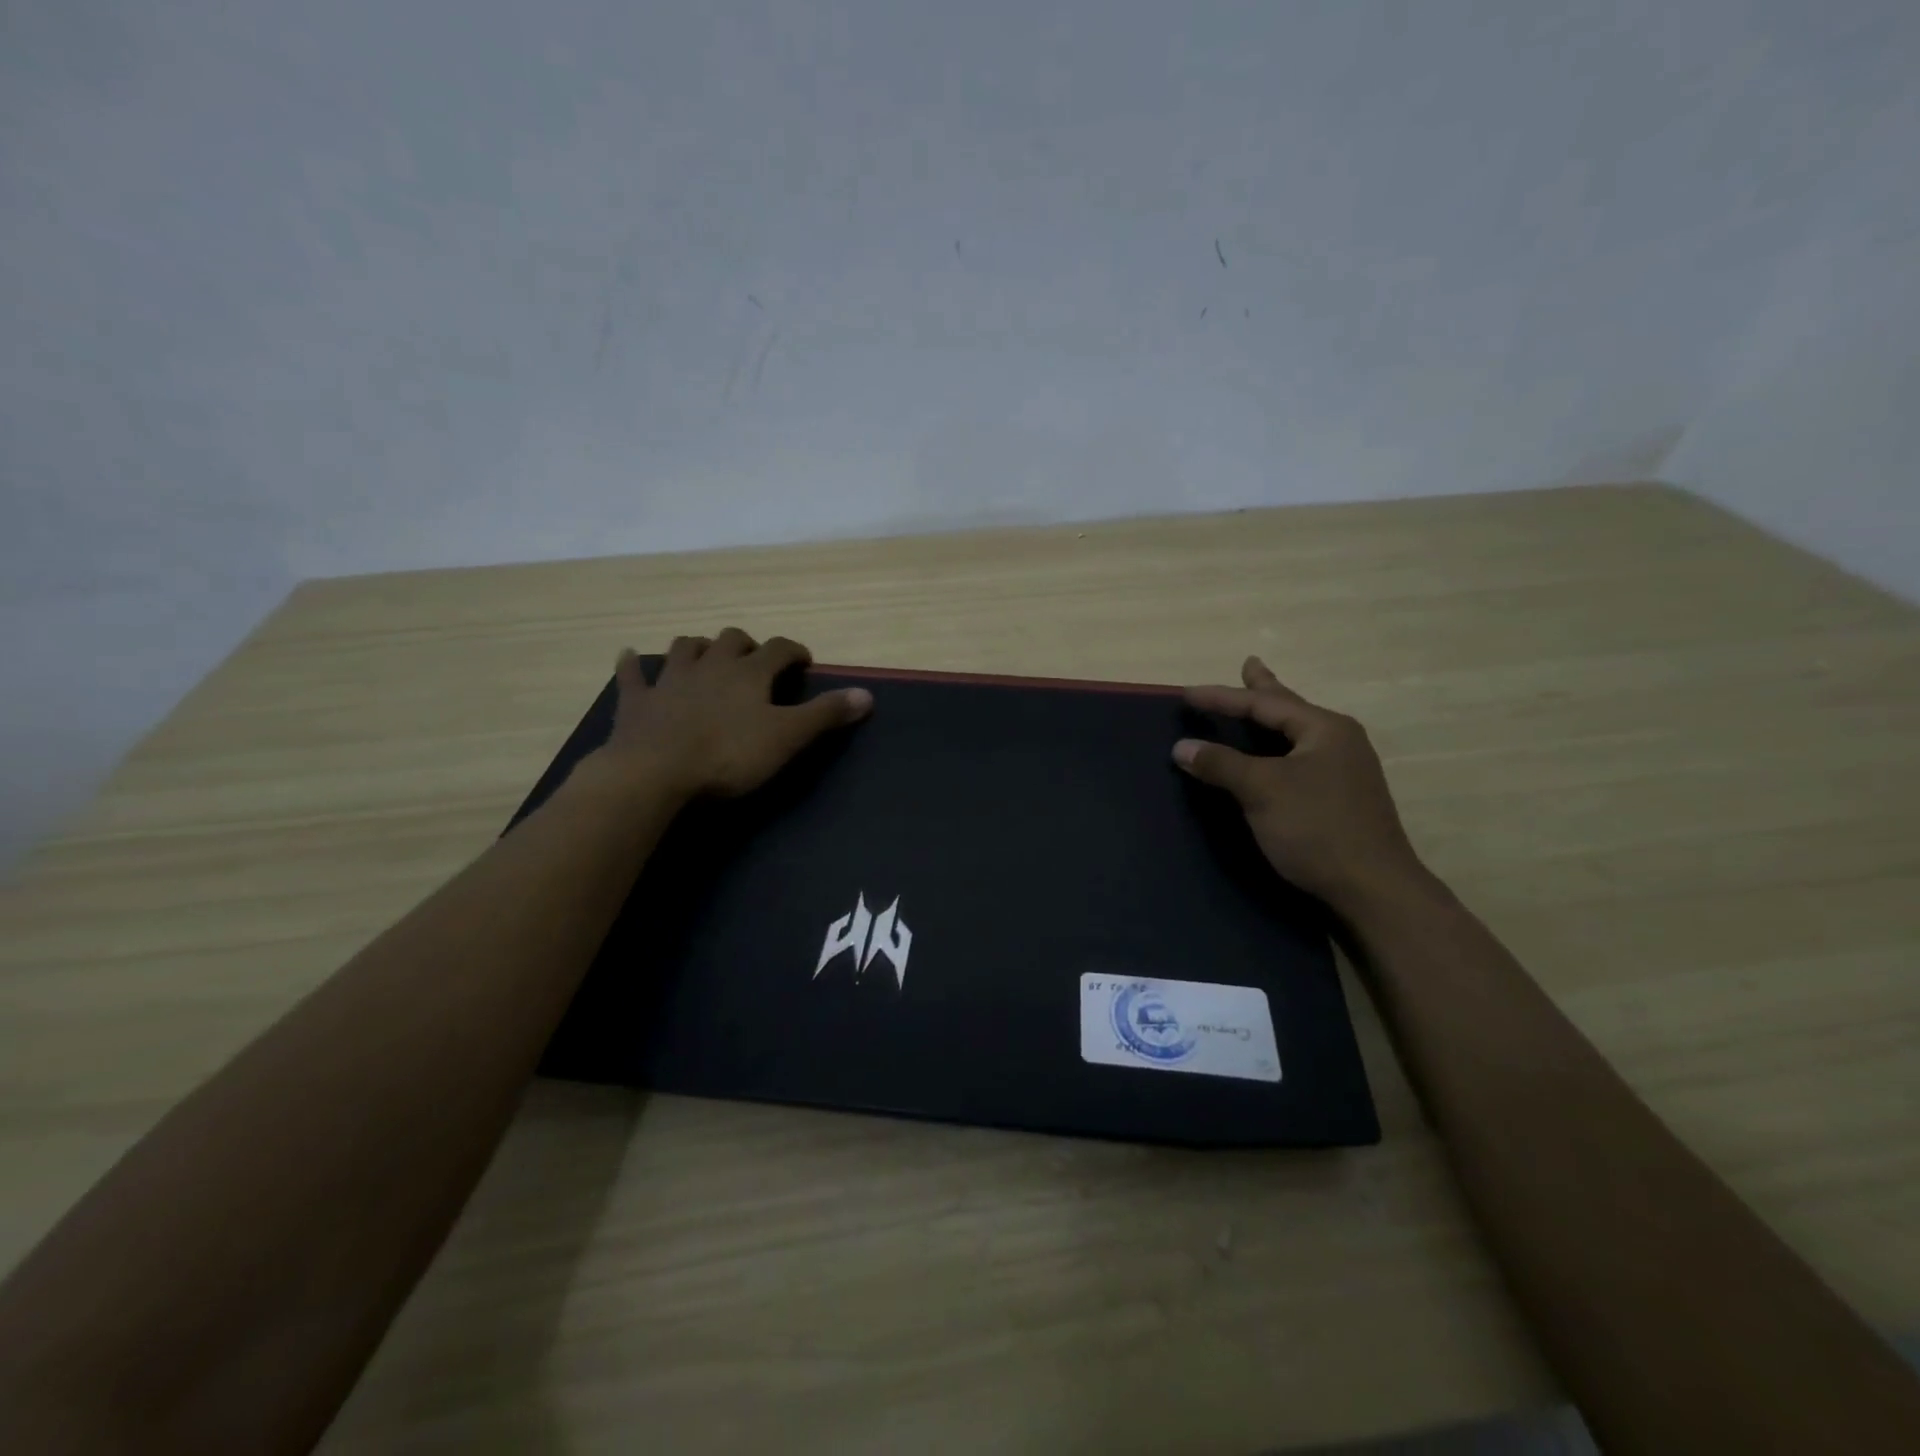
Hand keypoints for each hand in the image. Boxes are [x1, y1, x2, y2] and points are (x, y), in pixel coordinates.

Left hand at [592, 629, 872, 800]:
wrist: (655, 773)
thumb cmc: (729, 755)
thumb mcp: (787, 737)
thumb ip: (826, 714)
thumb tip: (868, 694)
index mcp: (748, 673)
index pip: (778, 649)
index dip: (794, 652)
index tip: (804, 662)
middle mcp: (710, 665)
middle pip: (730, 640)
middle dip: (746, 644)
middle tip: (754, 661)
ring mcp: (670, 680)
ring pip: (684, 648)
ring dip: (697, 647)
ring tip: (705, 654)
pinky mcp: (637, 701)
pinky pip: (632, 675)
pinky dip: (633, 665)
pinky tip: (629, 657)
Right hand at [1174, 656, 1429, 918]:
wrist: (1373, 888)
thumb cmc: (1316, 828)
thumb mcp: (1262, 790)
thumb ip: (1221, 764)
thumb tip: (1181, 747)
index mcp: (1325, 729)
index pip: (1264, 704)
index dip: (1222, 697)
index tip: (1186, 693)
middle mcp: (1339, 741)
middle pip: (1289, 708)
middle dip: (1265, 687)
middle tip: (1250, 663)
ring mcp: (1344, 770)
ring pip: (1296, 734)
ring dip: (1272, 718)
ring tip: (1258, 701)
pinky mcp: (1341, 797)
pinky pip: (1299, 757)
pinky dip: (1277, 747)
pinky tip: (1274, 754)